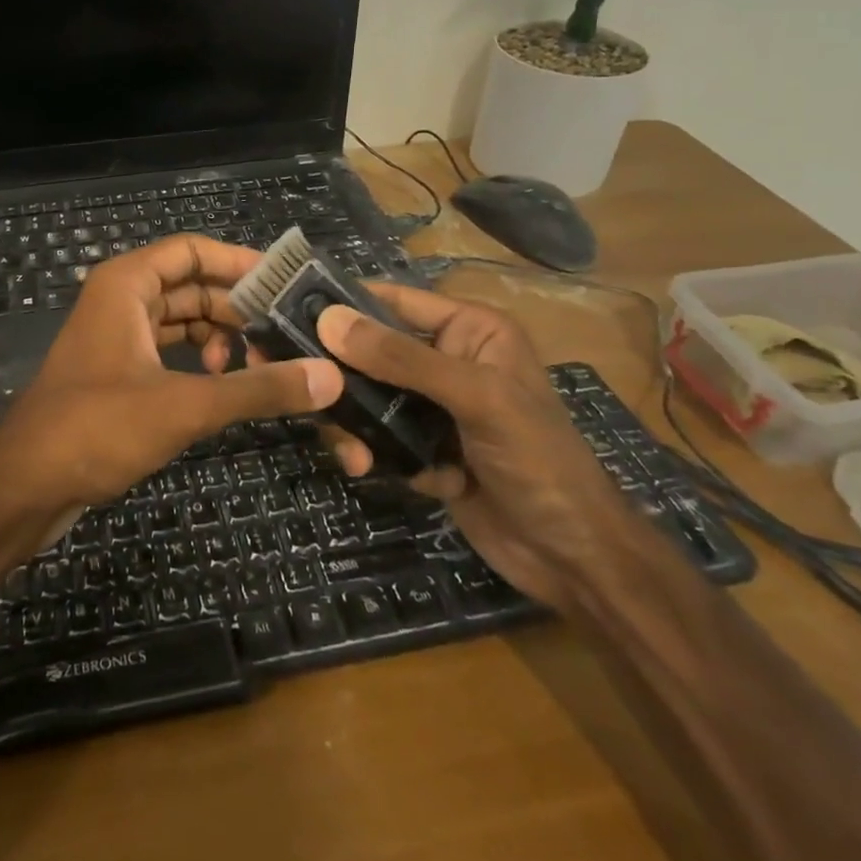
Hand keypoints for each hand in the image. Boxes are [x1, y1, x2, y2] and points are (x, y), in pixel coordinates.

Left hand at [0, 237, 342, 517]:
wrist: (25, 485)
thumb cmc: (97, 427)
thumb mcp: (184, 405)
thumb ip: (257, 388)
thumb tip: (329, 377)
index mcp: (126, 284)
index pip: (193, 250)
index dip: (240, 261)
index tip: (287, 283)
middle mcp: (120, 300)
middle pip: (191, 286)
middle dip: (237, 308)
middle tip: (287, 334)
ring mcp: (116, 337)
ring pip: (181, 321)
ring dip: (219, 337)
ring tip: (259, 365)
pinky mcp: (116, 373)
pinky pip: (168, 351)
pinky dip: (198, 362)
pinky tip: (224, 385)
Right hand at [314, 287, 640, 609]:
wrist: (573, 560)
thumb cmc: (538, 460)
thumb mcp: (476, 399)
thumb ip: (402, 359)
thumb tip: (328, 320)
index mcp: (469, 330)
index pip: (394, 301)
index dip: (345, 303)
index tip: (287, 311)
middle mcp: (445, 360)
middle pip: (370, 352)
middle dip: (340, 376)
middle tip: (305, 391)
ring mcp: (431, 407)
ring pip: (366, 398)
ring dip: (353, 424)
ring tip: (355, 456)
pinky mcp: (420, 448)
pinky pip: (375, 437)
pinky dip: (371, 454)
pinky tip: (374, 474)